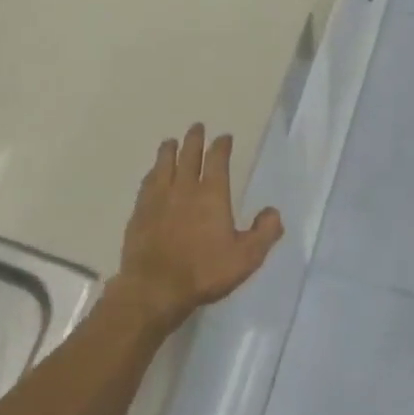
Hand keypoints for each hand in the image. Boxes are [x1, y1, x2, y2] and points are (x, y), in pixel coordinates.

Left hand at [110, 124, 283, 331]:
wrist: (155, 287)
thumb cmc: (204, 272)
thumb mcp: (246, 257)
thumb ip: (264, 233)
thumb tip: (274, 211)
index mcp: (212, 194)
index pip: (217, 160)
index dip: (221, 146)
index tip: (224, 137)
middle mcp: (184, 187)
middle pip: (188, 155)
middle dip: (194, 139)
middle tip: (196, 127)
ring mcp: (158, 198)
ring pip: (164, 164)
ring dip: (169, 150)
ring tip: (171, 141)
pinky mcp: (140, 211)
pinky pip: (147, 183)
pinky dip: (152, 173)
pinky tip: (152, 174)